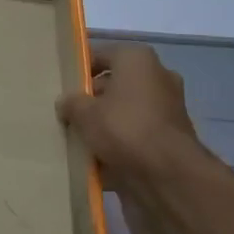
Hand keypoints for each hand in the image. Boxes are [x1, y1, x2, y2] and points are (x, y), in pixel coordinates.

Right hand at [56, 43, 206, 195]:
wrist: (168, 176)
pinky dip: (120, 145)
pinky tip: (96, 160)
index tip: (62, 87)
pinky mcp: (171, 139)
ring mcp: (167, 109)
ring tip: (78, 139)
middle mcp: (157, 78)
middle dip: (92, 100)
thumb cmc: (124, 128)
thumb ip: (71, 103)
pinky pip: (136, 136)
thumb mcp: (84, 112)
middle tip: (68, 115)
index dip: (79, 70)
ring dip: (105, 124)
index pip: (100, 56)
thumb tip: (66, 103)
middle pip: (114, 85)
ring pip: (125, 112)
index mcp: (137, 60)